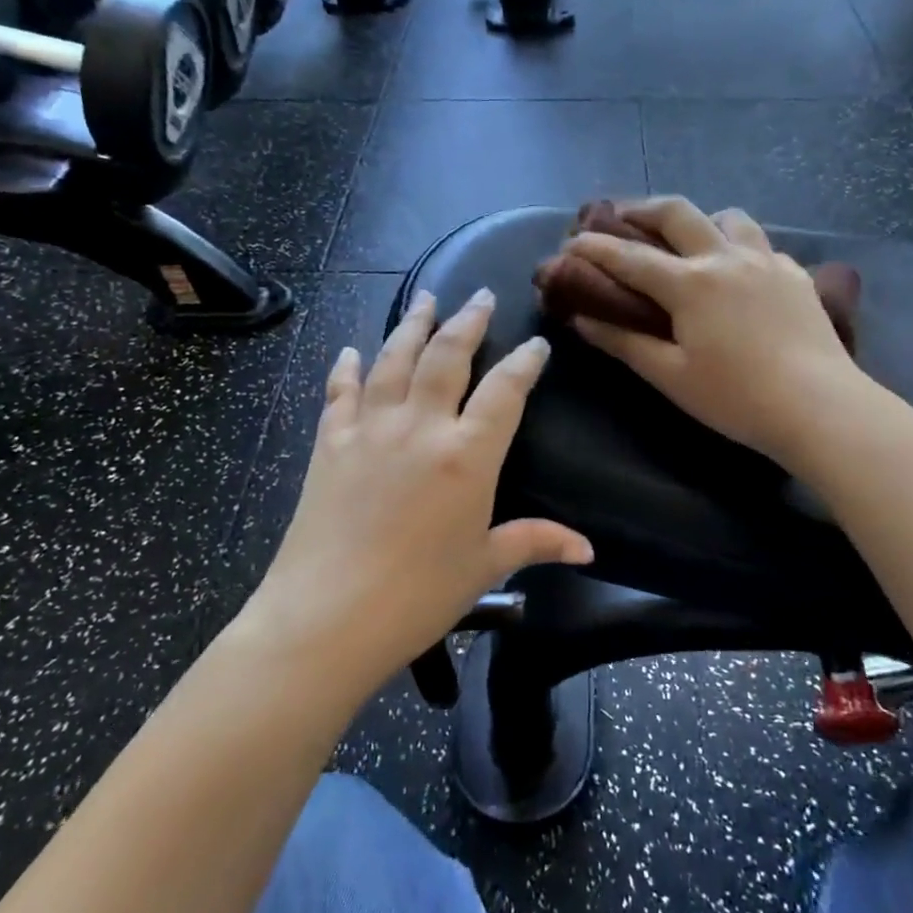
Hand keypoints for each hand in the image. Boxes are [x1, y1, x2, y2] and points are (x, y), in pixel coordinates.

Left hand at [240, 288, 592, 694]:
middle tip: (480, 295)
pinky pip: (340, 393)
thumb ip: (535, 543)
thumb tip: (587, 549)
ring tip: (425, 299)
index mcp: (467, 455)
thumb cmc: (417, 596)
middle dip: (468, 322)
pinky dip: (346, 369)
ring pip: (394, 360)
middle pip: (447, 357)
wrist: (325, 617)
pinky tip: (350, 352)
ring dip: (412, 325)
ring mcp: (370, 429)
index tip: (536, 343)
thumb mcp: (483, 567)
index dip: (525, 362)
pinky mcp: (330, 443)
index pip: (505, 392)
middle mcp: (420, 427)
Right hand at [566, 197, 863, 466]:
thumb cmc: (736, 398)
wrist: (819, 406)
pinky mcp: (796, 274)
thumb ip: (624, 343)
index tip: (572, 241)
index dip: (596, 247)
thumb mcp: (671, 376)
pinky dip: (739, 246)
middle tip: (623, 217)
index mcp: (690, 284)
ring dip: (700, 219)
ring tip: (689, 239)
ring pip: (728, 217)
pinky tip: (740, 271)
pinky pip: (761, 244)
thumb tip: (582, 319)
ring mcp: (767, 260)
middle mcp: (726, 257)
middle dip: (642, 208)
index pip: (630, 256)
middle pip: (677, 212)